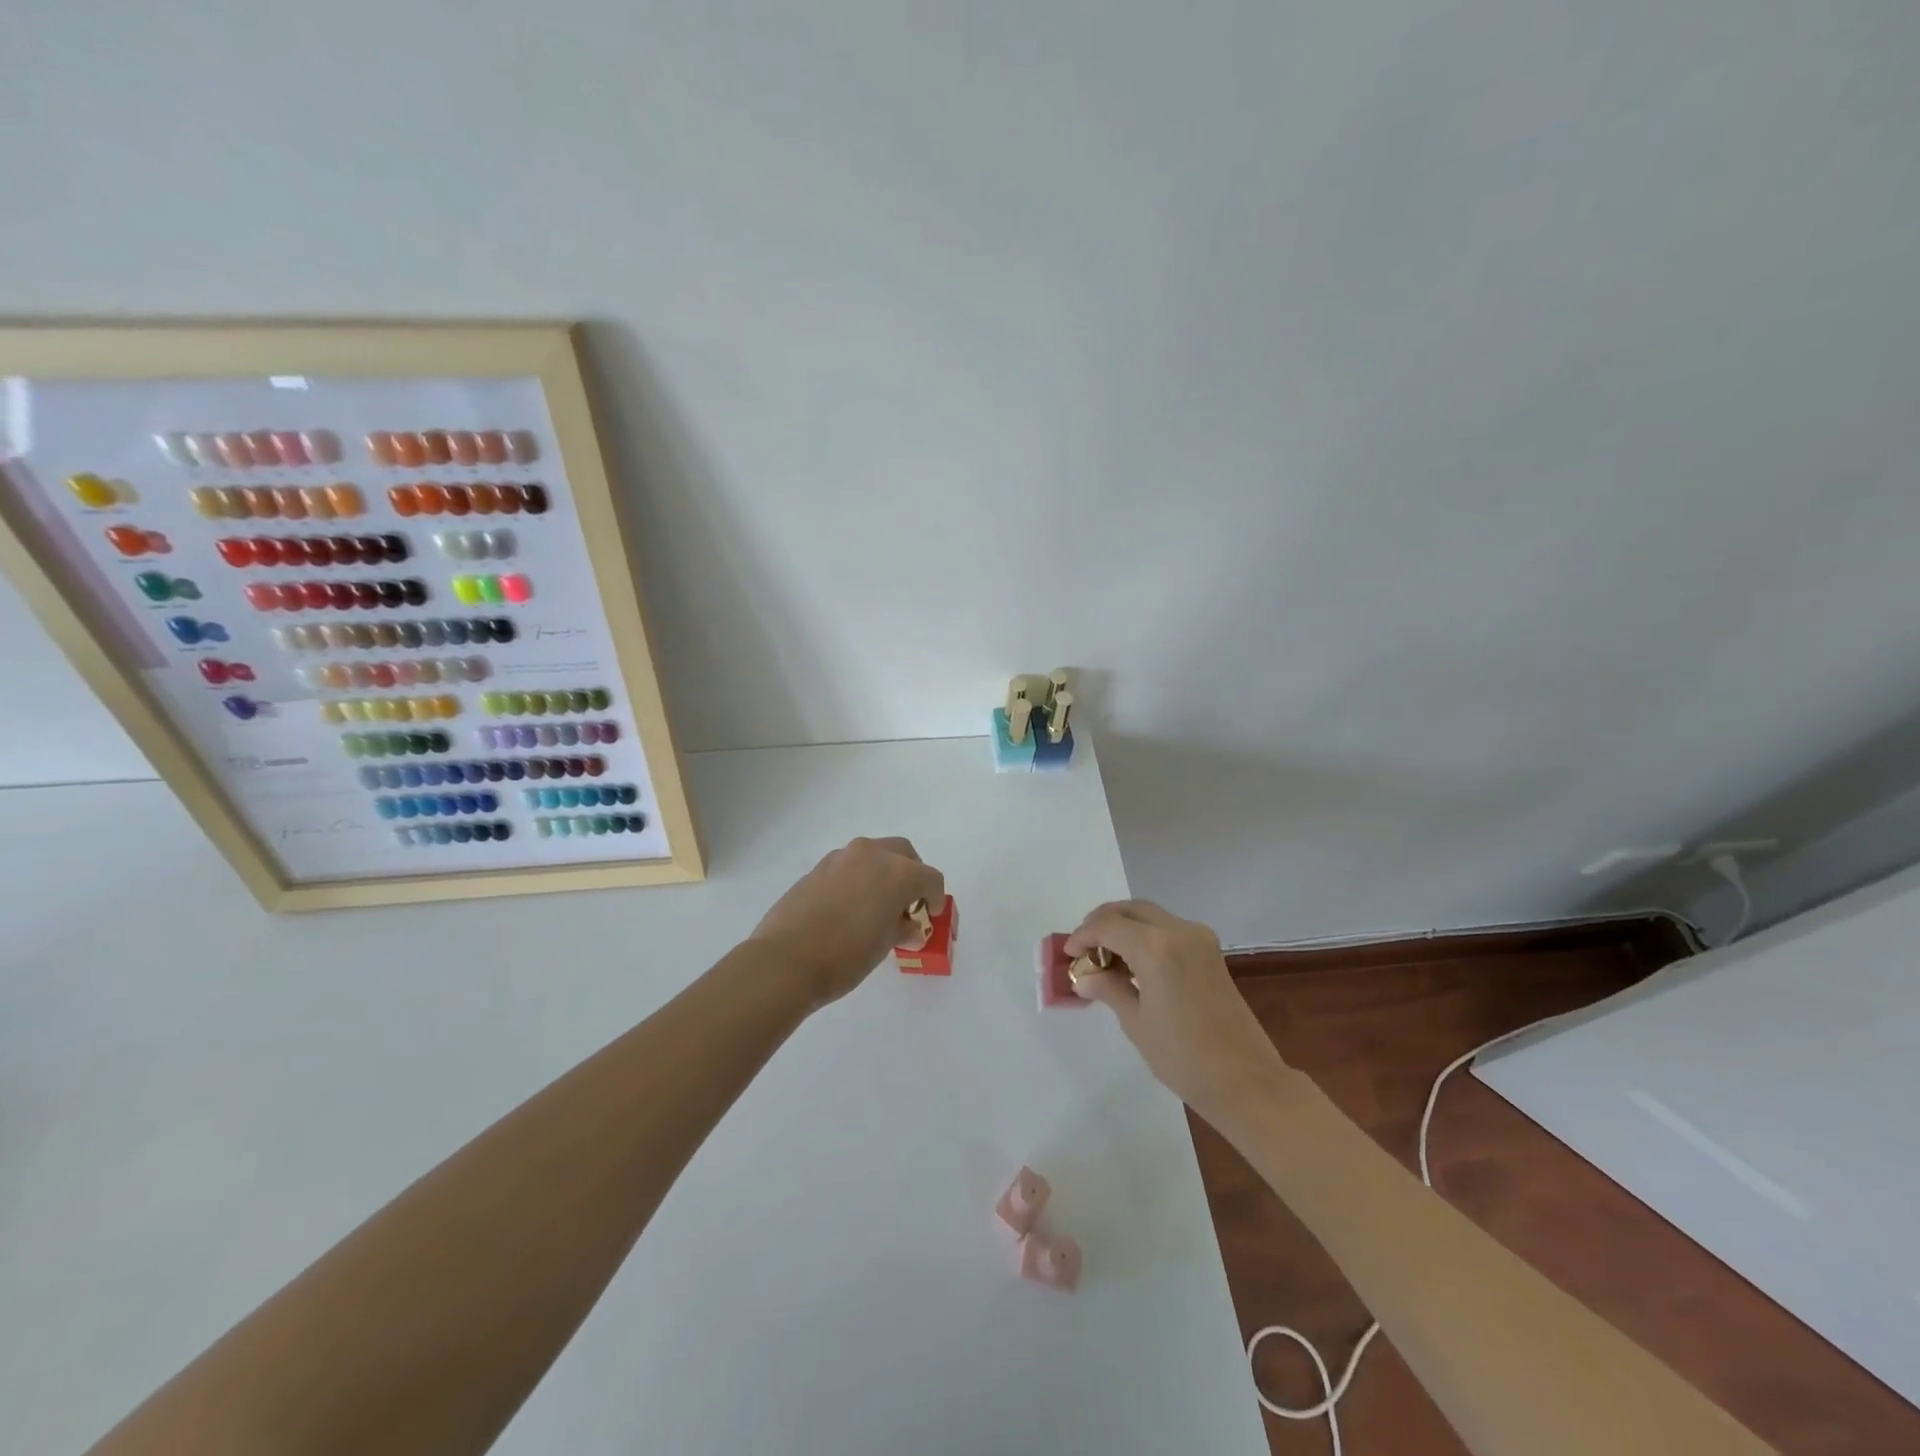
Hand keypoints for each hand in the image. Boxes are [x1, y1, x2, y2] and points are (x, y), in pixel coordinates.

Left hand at [749, 837, 945, 1009]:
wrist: (786, 960)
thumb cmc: (845, 956)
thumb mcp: (884, 946)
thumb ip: (901, 928)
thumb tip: (909, 926)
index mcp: (897, 872)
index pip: (930, 878)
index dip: (935, 898)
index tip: (931, 915)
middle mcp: (871, 855)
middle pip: (904, 854)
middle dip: (912, 874)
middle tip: (909, 903)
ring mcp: (841, 858)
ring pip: (874, 855)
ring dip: (883, 873)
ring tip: (878, 906)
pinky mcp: (818, 868)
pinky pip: (849, 866)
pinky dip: (858, 878)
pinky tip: (851, 907)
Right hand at [1066, 900, 1289, 1122]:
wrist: (1246, 1080)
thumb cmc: (1184, 1056)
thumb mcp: (1136, 1022)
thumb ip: (1108, 989)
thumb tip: (1084, 978)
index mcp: (1156, 946)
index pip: (1108, 925)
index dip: (1083, 936)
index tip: (1068, 954)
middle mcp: (1179, 930)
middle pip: (1130, 910)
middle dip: (1103, 922)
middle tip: (1084, 947)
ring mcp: (1199, 939)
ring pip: (1150, 916)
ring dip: (1125, 927)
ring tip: (1105, 957)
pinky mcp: (1211, 952)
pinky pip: (1169, 929)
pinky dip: (1146, 936)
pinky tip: (1133, 963)